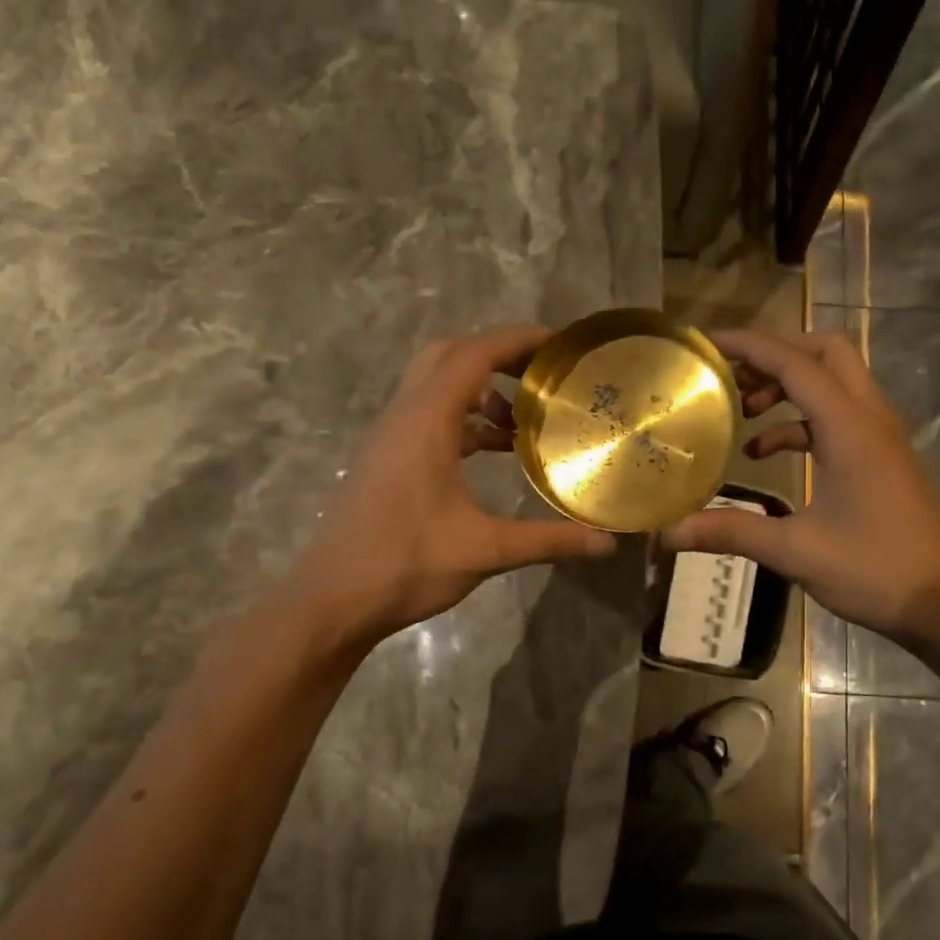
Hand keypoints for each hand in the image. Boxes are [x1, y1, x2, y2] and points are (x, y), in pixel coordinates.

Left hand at [294, 325, 614, 645]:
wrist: (332, 599)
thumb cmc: (406, 564)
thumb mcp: (486, 550)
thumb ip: (549, 541)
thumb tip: (607, 543)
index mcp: (426, 421)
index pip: (474, 354)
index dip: (518, 340)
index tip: (560, 345)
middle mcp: (404, 416)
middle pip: (450, 356)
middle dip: (497, 354)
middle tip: (541, 374)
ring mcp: (391, 437)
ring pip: (436, 387)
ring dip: (480, 389)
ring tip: (524, 420)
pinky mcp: (387, 459)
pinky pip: (429, 418)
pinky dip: (464, 419)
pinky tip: (494, 451)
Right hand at [660, 329, 939, 643]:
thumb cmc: (873, 569)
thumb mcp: (795, 551)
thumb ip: (731, 532)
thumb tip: (668, 532)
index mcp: (850, 428)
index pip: (796, 364)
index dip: (750, 346)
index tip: (708, 344)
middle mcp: (869, 417)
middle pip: (825, 353)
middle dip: (776, 354)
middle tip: (733, 376)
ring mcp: (880, 435)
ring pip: (834, 381)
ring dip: (788, 386)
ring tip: (742, 413)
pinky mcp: (880, 456)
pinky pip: (837, 416)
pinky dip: (800, 421)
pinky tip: (766, 454)